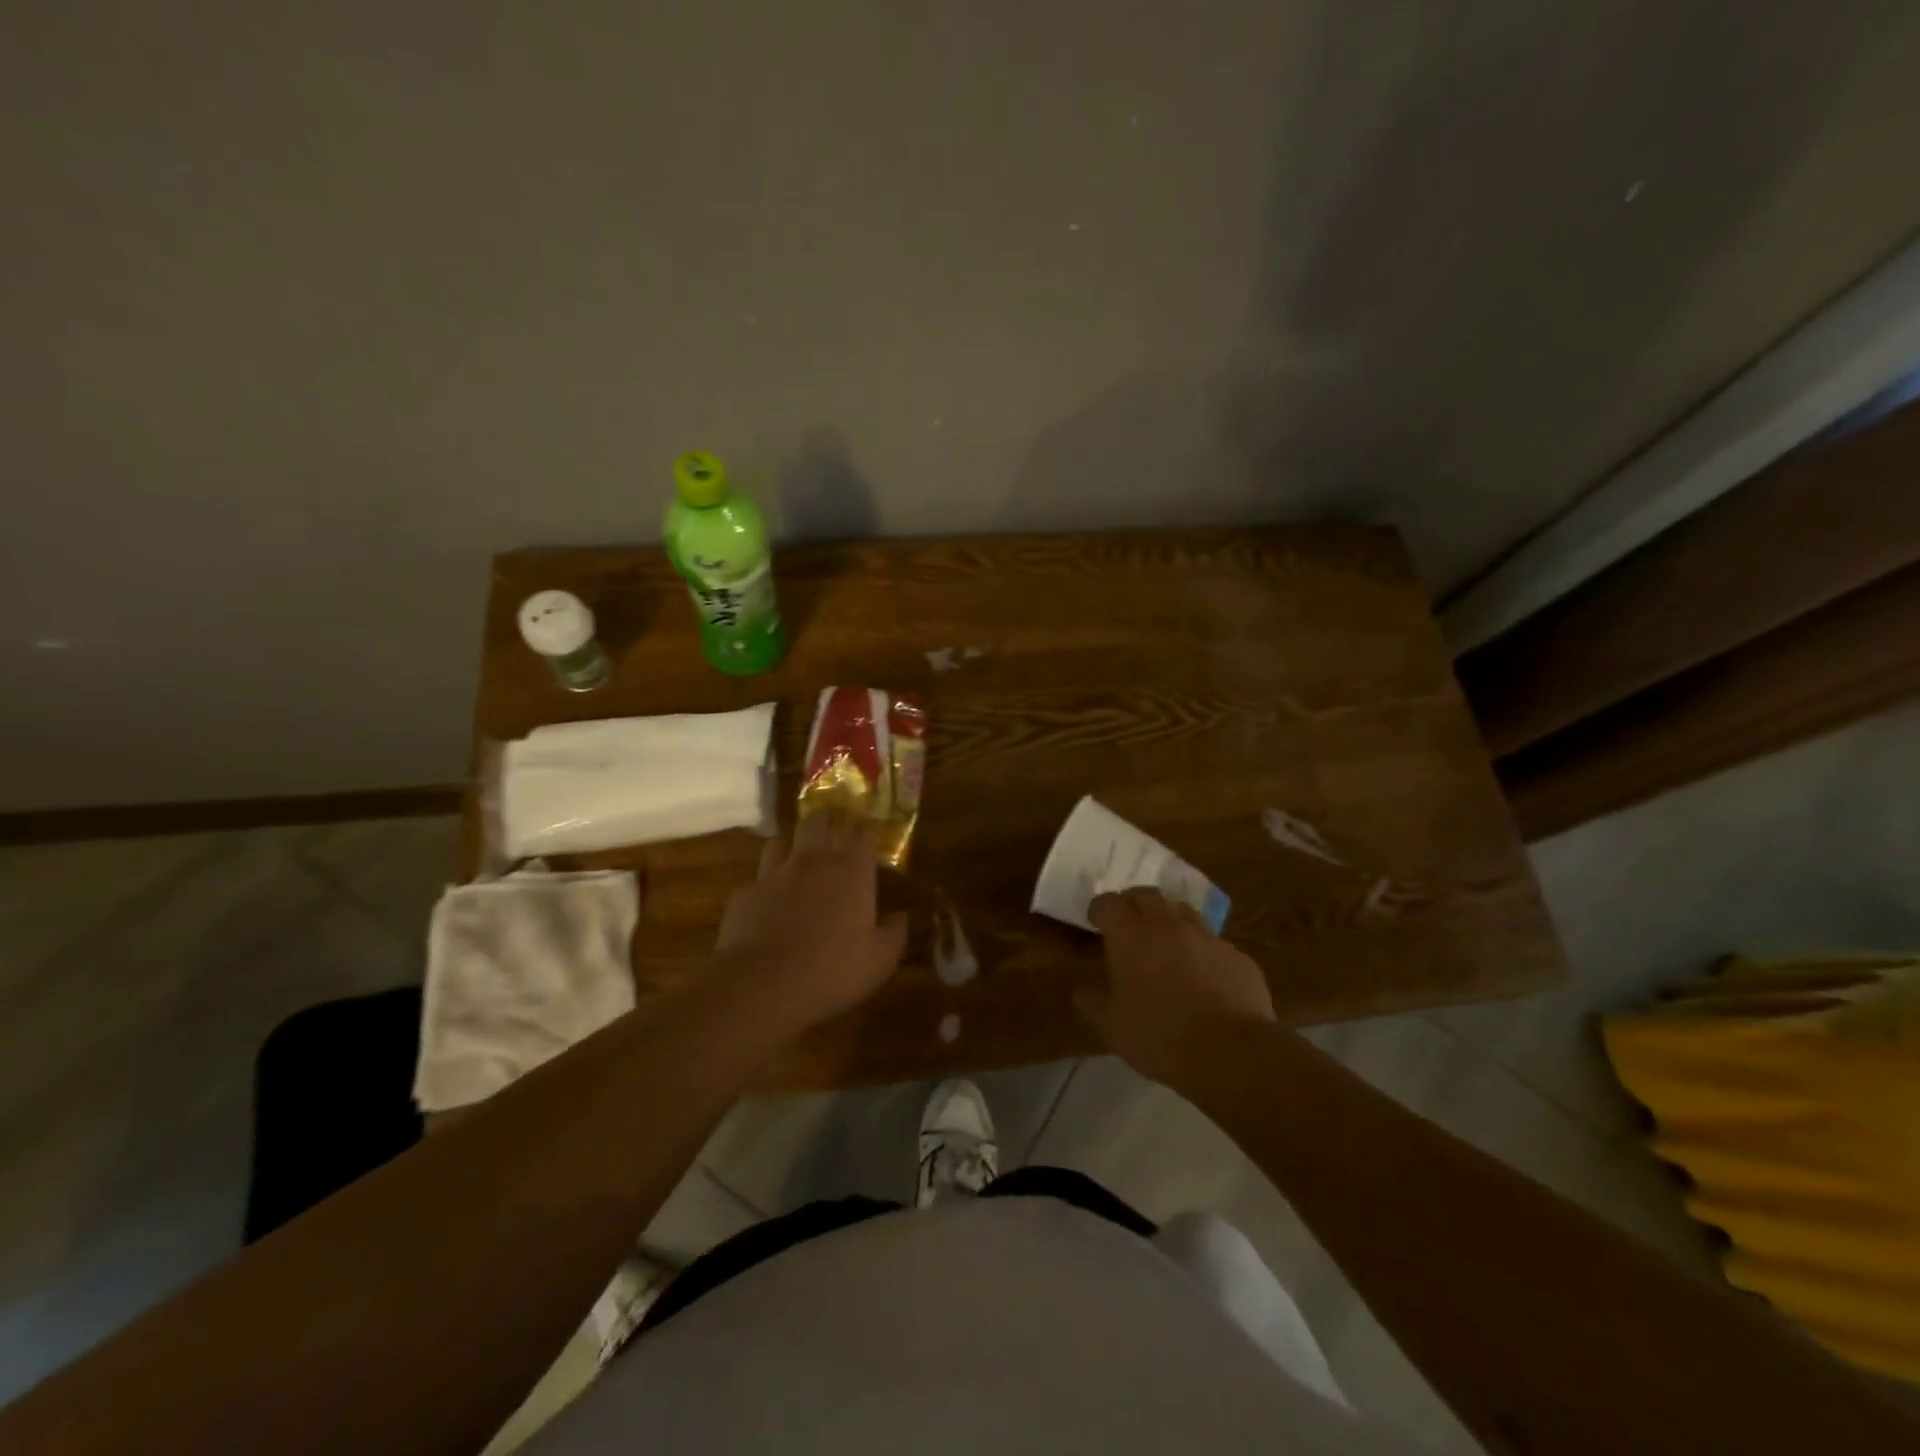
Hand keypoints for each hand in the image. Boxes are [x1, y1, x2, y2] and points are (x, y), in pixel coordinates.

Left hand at [711, 811, 908, 1036]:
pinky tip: (767, 908)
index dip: (867, 832)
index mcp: (850, 871)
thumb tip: (901, 916)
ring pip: (780, 842)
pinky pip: (757, 880)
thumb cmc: (831, 971)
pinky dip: (765, 888)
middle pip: (817, 821)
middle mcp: (812, 861)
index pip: (863, 833)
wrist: (760, 986)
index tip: (870, 840)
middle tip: (832, 834)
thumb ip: (894, 933)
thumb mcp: (879, 961)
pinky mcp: (744, 894)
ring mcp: (773, 874)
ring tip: (796, 866)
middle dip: (826, 822)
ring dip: (790, 850)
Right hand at [1076, 887, 1275, 1086]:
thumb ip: (1091, 1001)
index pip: (1108, 903)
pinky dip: (1200, 949)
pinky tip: (1201, 975)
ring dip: (1168, 918)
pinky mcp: (1236, 955)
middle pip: (1146, 894)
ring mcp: (1206, 936)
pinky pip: (1212, 942)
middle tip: (1128, 924)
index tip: (1096, 923)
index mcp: (1131, 936)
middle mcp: (1167, 925)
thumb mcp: (1111, 1026)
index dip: (1099, 909)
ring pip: (1182, 910)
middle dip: (1133, 903)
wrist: (1231, 1052)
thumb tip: (1081, 988)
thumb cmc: (1159, 1036)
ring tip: (1165, 942)